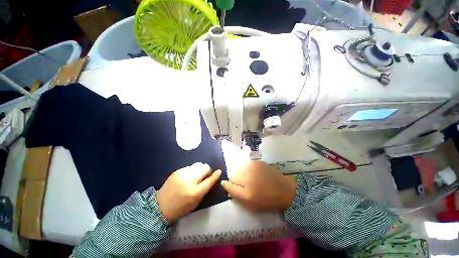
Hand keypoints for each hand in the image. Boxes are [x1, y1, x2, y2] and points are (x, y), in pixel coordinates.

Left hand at [156, 163, 220, 222]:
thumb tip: (211, 177)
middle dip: (207, 170)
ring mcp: (182, 174)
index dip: (215, 175)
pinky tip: (188, 176)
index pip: (209, 180)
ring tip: (196, 175)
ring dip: (200, 169)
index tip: (219, 171)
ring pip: (198, 164)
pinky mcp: (177, 171)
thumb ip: (205, 189)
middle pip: (204, 168)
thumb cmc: (181, 207)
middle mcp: (189, 180)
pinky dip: (192, 170)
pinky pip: (190, 167)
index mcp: (195, 192)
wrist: (160, 206)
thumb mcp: (196, 202)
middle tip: (205, 176)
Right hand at [221, 161, 295, 211]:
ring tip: (251, 179)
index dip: (229, 186)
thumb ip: (235, 194)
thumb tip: (225, 184)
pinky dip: (248, 169)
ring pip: (239, 169)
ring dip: (242, 174)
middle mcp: (247, 177)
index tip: (233, 187)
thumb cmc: (266, 200)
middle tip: (246, 185)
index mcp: (245, 191)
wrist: (283, 189)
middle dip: (237, 181)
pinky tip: (255, 173)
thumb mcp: (249, 203)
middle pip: (233, 176)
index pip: (228, 184)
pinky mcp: (257, 162)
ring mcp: (252, 167)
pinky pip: (246, 165)